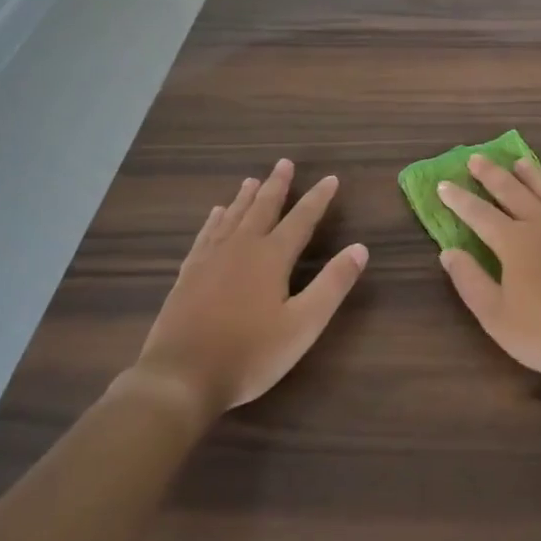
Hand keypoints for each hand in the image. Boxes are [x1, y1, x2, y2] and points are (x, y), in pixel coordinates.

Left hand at [126, 160, 367, 420]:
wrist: (180, 377)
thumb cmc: (249, 354)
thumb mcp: (303, 325)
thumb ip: (333, 284)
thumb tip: (360, 248)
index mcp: (271, 257)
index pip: (301, 219)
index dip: (318, 199)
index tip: (330, 179)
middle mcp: (241, 248)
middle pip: (263, 208)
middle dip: (277, 185)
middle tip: (284, 163)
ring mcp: (210, 259)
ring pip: (232, 217)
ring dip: (246, 197)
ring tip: (252, 180)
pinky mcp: (188, 274)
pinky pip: (205, 235)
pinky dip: (214, 220)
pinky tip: (216, 215)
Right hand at [437, 156, 540, 382]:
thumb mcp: (498, 318)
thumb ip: (470, 282)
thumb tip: (448, 252)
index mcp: (514, 243)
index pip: (478, 214)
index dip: (459, 200)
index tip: (443, 184)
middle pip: (512, 192)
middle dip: (491, 175)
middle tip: (476, 158)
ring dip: (530, 175)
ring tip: (517, 161)